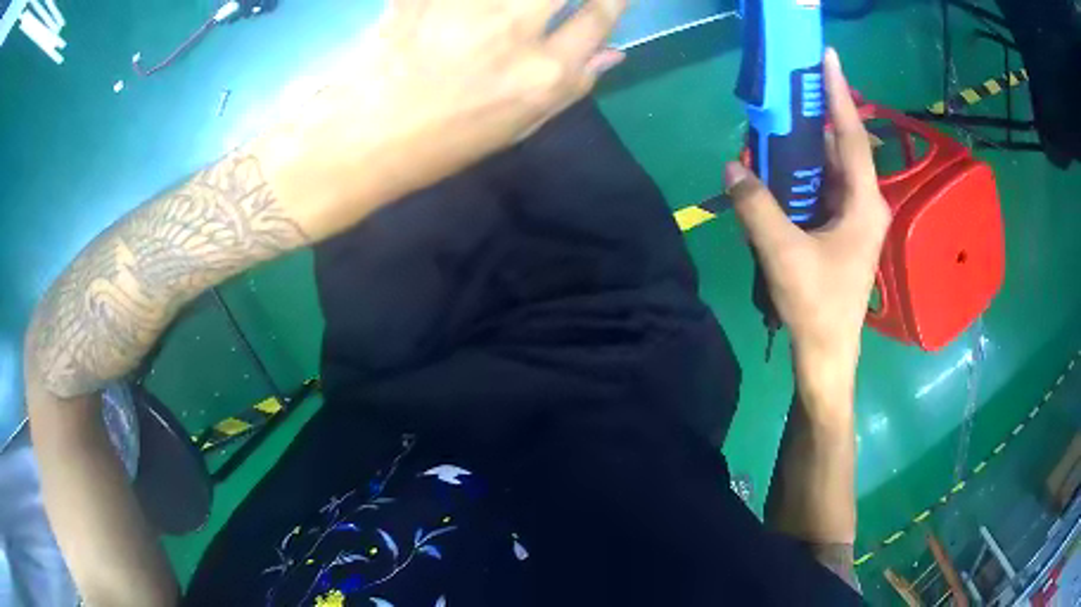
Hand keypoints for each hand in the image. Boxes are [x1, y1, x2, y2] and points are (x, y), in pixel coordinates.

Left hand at [262, 0, 627, 239]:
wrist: (357, 143)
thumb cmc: (439, 145)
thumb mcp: (515, 128)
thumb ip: (571, 86)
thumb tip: (613, 52)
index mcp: (544, 75)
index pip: (600, 16)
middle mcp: (514, 32)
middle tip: (542, 5)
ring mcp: (466, 7)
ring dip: (512, 0)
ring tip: (503, 13)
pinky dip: (461, 2)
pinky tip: (460, 13)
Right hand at [725, 49, 890, 400]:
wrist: (827, 354)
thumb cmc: (815, 306)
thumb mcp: (782, 254)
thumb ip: (757, 206)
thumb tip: (732, 166)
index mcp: (864, 204)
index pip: (853, 136)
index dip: (839, 95)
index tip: (828, 58)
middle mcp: (866, 204)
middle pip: (844, 147)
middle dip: (819, 116)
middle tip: (790, 89)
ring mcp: (857, 218)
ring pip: (835, 167)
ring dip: (809, 146)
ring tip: (780, 122)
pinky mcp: (845, 230)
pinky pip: (827, 187)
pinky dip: (806, 173)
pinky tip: (783, 168)